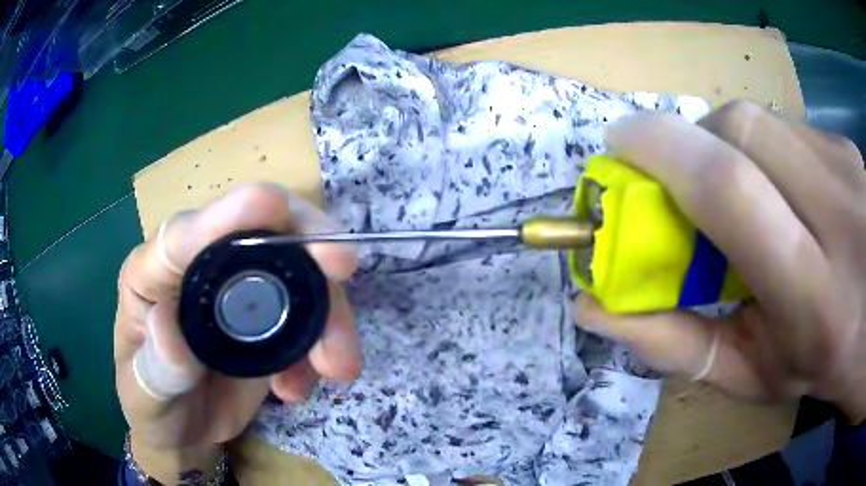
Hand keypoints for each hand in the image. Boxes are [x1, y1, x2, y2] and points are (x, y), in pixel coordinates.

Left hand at [114, 185, 359, 481]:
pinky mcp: (269, 322)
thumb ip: (154, 365)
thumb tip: (167, 323)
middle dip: (306, 244)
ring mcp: (240, 294)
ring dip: (328, 312)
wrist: (183, 432)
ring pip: (298, 276)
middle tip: (342, 265)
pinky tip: (298, 389)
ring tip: (337, 367)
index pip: (187, 233)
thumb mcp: (144, 394)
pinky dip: (321, 347)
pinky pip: (308, 319)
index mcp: (155, 272)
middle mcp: (201, 269)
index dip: (228, 214)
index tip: (270, 202)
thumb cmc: (152, 406)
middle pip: (261, 233)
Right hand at [575, 101, 865, 423]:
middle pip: (742, 131)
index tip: (620, 146)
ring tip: (738, 189)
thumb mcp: (747, 375)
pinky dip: (763, 149)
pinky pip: (785, 127)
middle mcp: (838, 217)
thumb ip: (674, 344)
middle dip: (691, 143)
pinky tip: (781, 186)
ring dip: (727, 146)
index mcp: (812, 299)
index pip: (730, 189)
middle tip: (679, 176)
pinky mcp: (846, 147)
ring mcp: (846, 168)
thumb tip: (592, 305)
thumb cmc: (815, 365)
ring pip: (761, 121)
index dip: (663, 149)